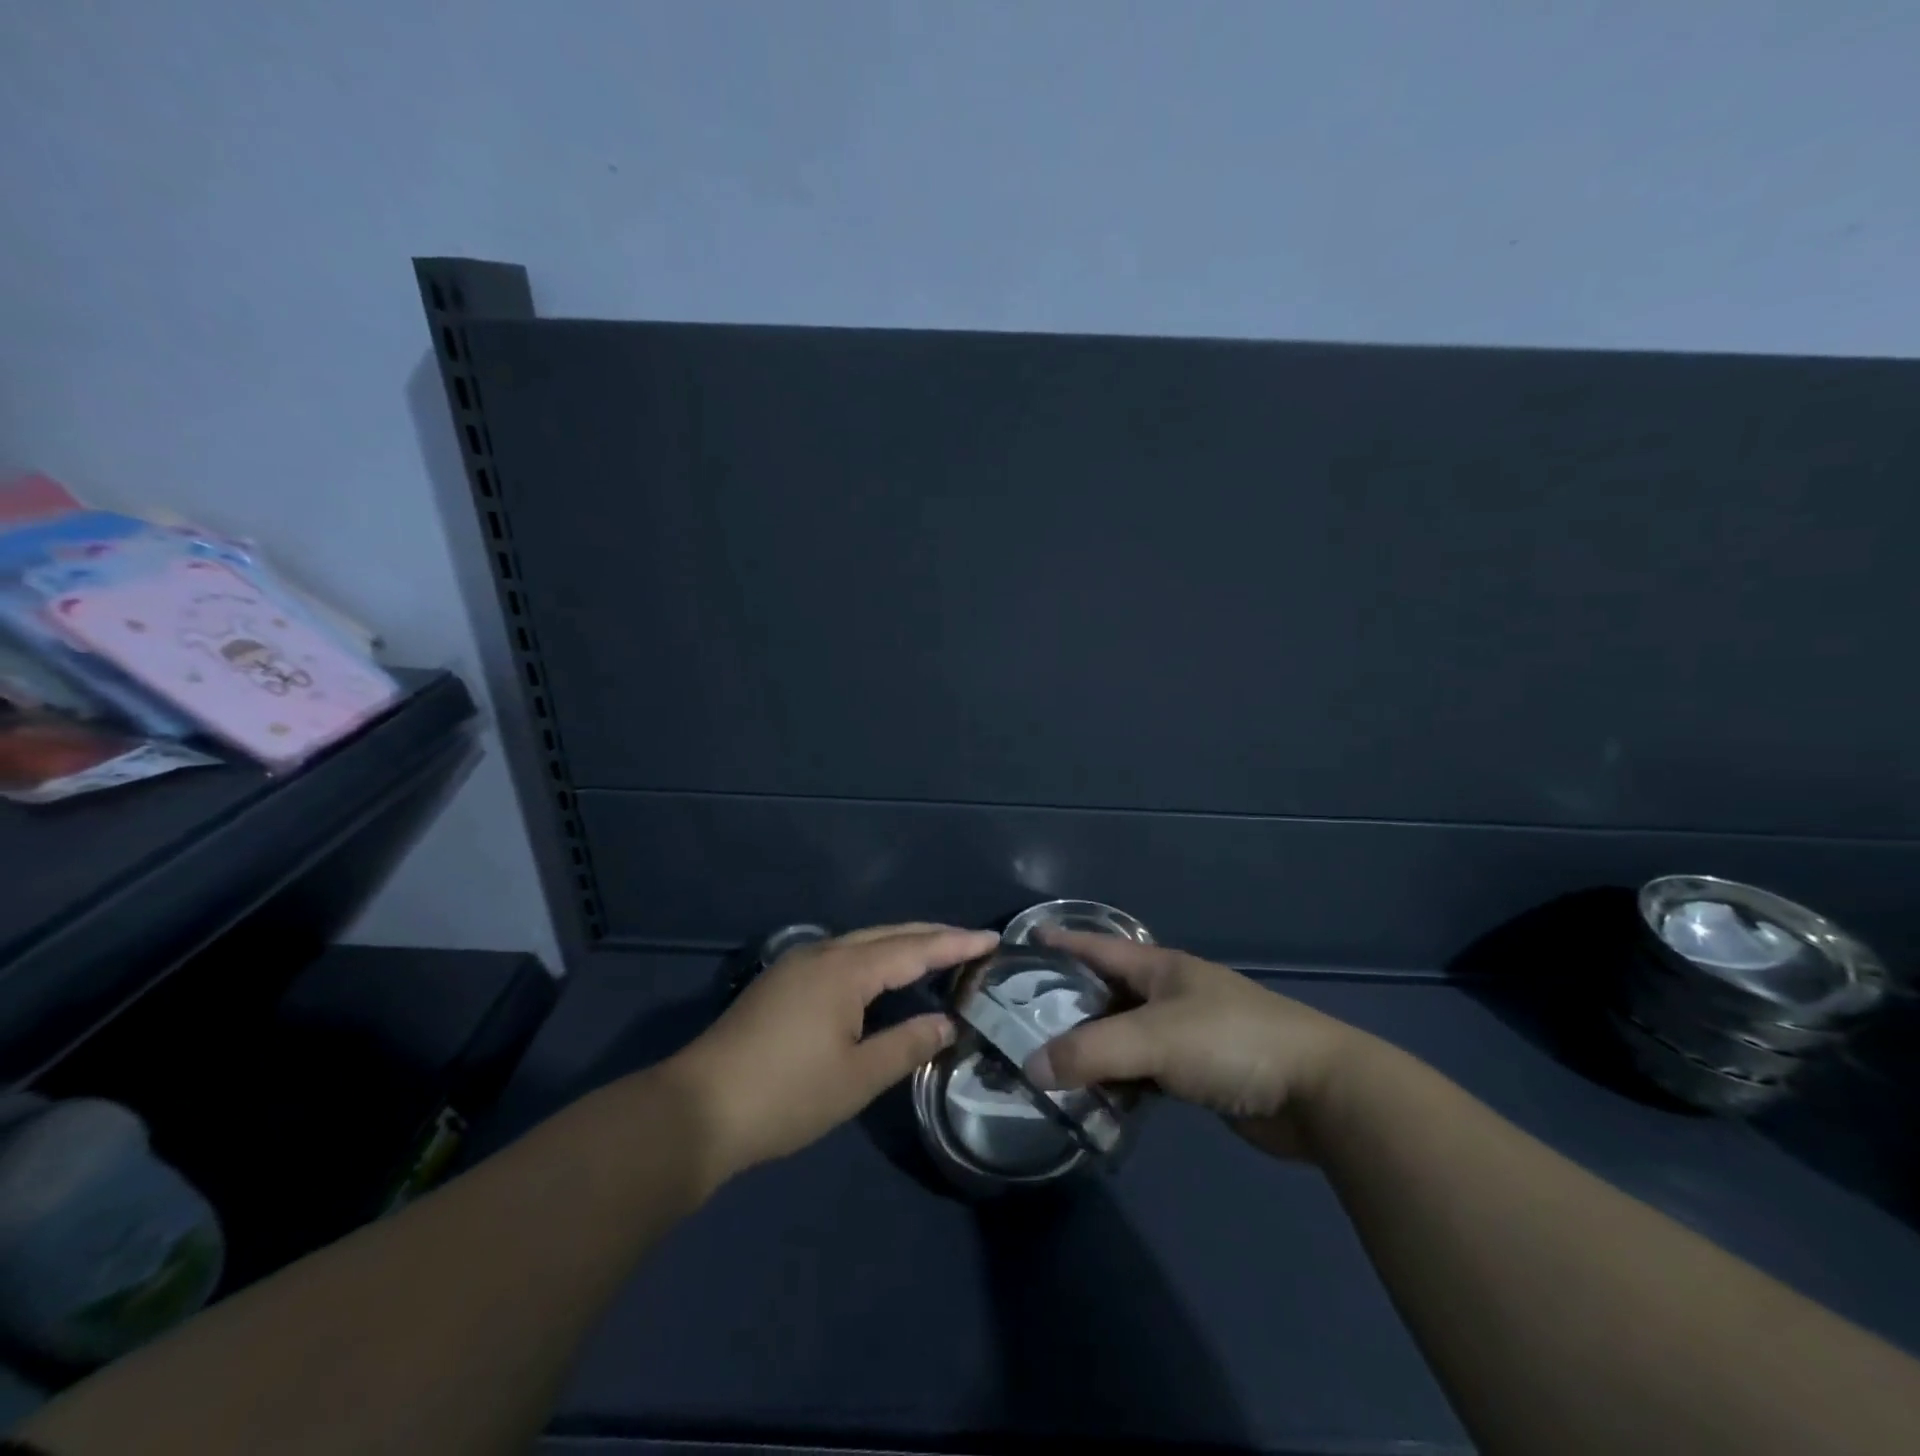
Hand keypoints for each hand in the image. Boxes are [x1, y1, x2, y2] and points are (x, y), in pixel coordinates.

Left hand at [664, 923, 996, 1181]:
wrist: (696, 1110)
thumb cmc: (785, 1095)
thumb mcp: (857, 1078)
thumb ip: (907, 1045)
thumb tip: (946, 1023)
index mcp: (845, 969)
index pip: (914, 948)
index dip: (955, 944)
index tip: (992, 939)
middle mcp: (823, 953)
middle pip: (888, 934)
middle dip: (932, 935)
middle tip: (970, 942)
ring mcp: (797, 965)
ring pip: (862, 942)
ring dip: (901, 944)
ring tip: (936, 953)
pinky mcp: (781, 983)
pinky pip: (842, 955)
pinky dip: (874, 958)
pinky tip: (881, 976)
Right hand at [1026, 930, 1377, 1158]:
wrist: (1319, 1091)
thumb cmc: (1231, 1043)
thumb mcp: (1154, 1040)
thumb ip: (1090, 1053)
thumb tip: (1032, 1068)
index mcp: (1161, 968)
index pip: (1100, 946)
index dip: (1064, 941)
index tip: (1027, 939)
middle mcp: (1171, 994)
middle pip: (1109, 994)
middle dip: (1069, 1003)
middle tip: (1022, 1018)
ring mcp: (1188, 1033)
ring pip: (1126, 1036)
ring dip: (1094, 1049)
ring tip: (1049, 1063)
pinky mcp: (1201, 1072)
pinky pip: (1147, 1070)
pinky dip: (1122, 1080)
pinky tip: (1099, 1097)